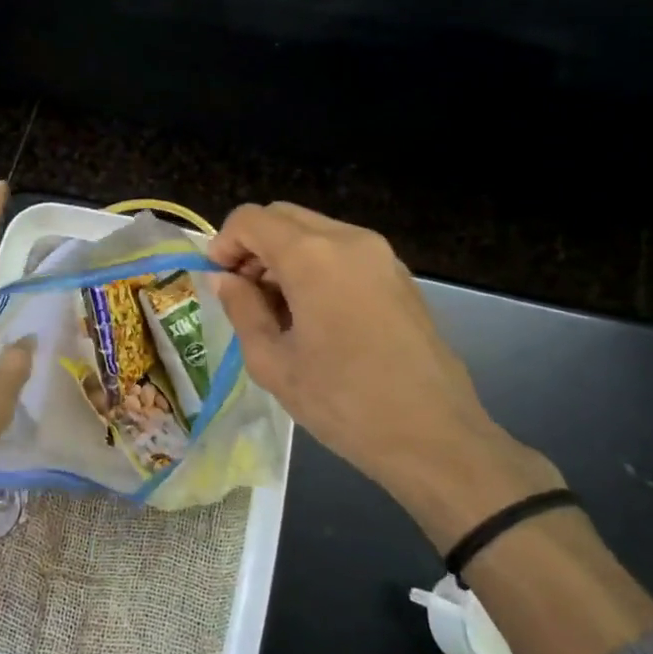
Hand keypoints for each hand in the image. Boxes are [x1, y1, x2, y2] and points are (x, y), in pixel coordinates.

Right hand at [208, 202, 562, 549]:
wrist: (435, 437)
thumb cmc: (343, 402)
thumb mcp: (273, 362)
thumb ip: (241, 309)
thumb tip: (223, 279)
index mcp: (313, 256)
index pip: (251, 219)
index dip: (224, 243)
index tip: (218, 280)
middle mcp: (349, 240)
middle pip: (284, 216)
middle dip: (253, 245)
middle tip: (243, 292)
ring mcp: (380, 255)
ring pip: (315, 230)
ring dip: (284, 255)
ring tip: (278, 309)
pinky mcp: (400, 275)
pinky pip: (343, 250)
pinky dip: (316, 264)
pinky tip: (315, 314)